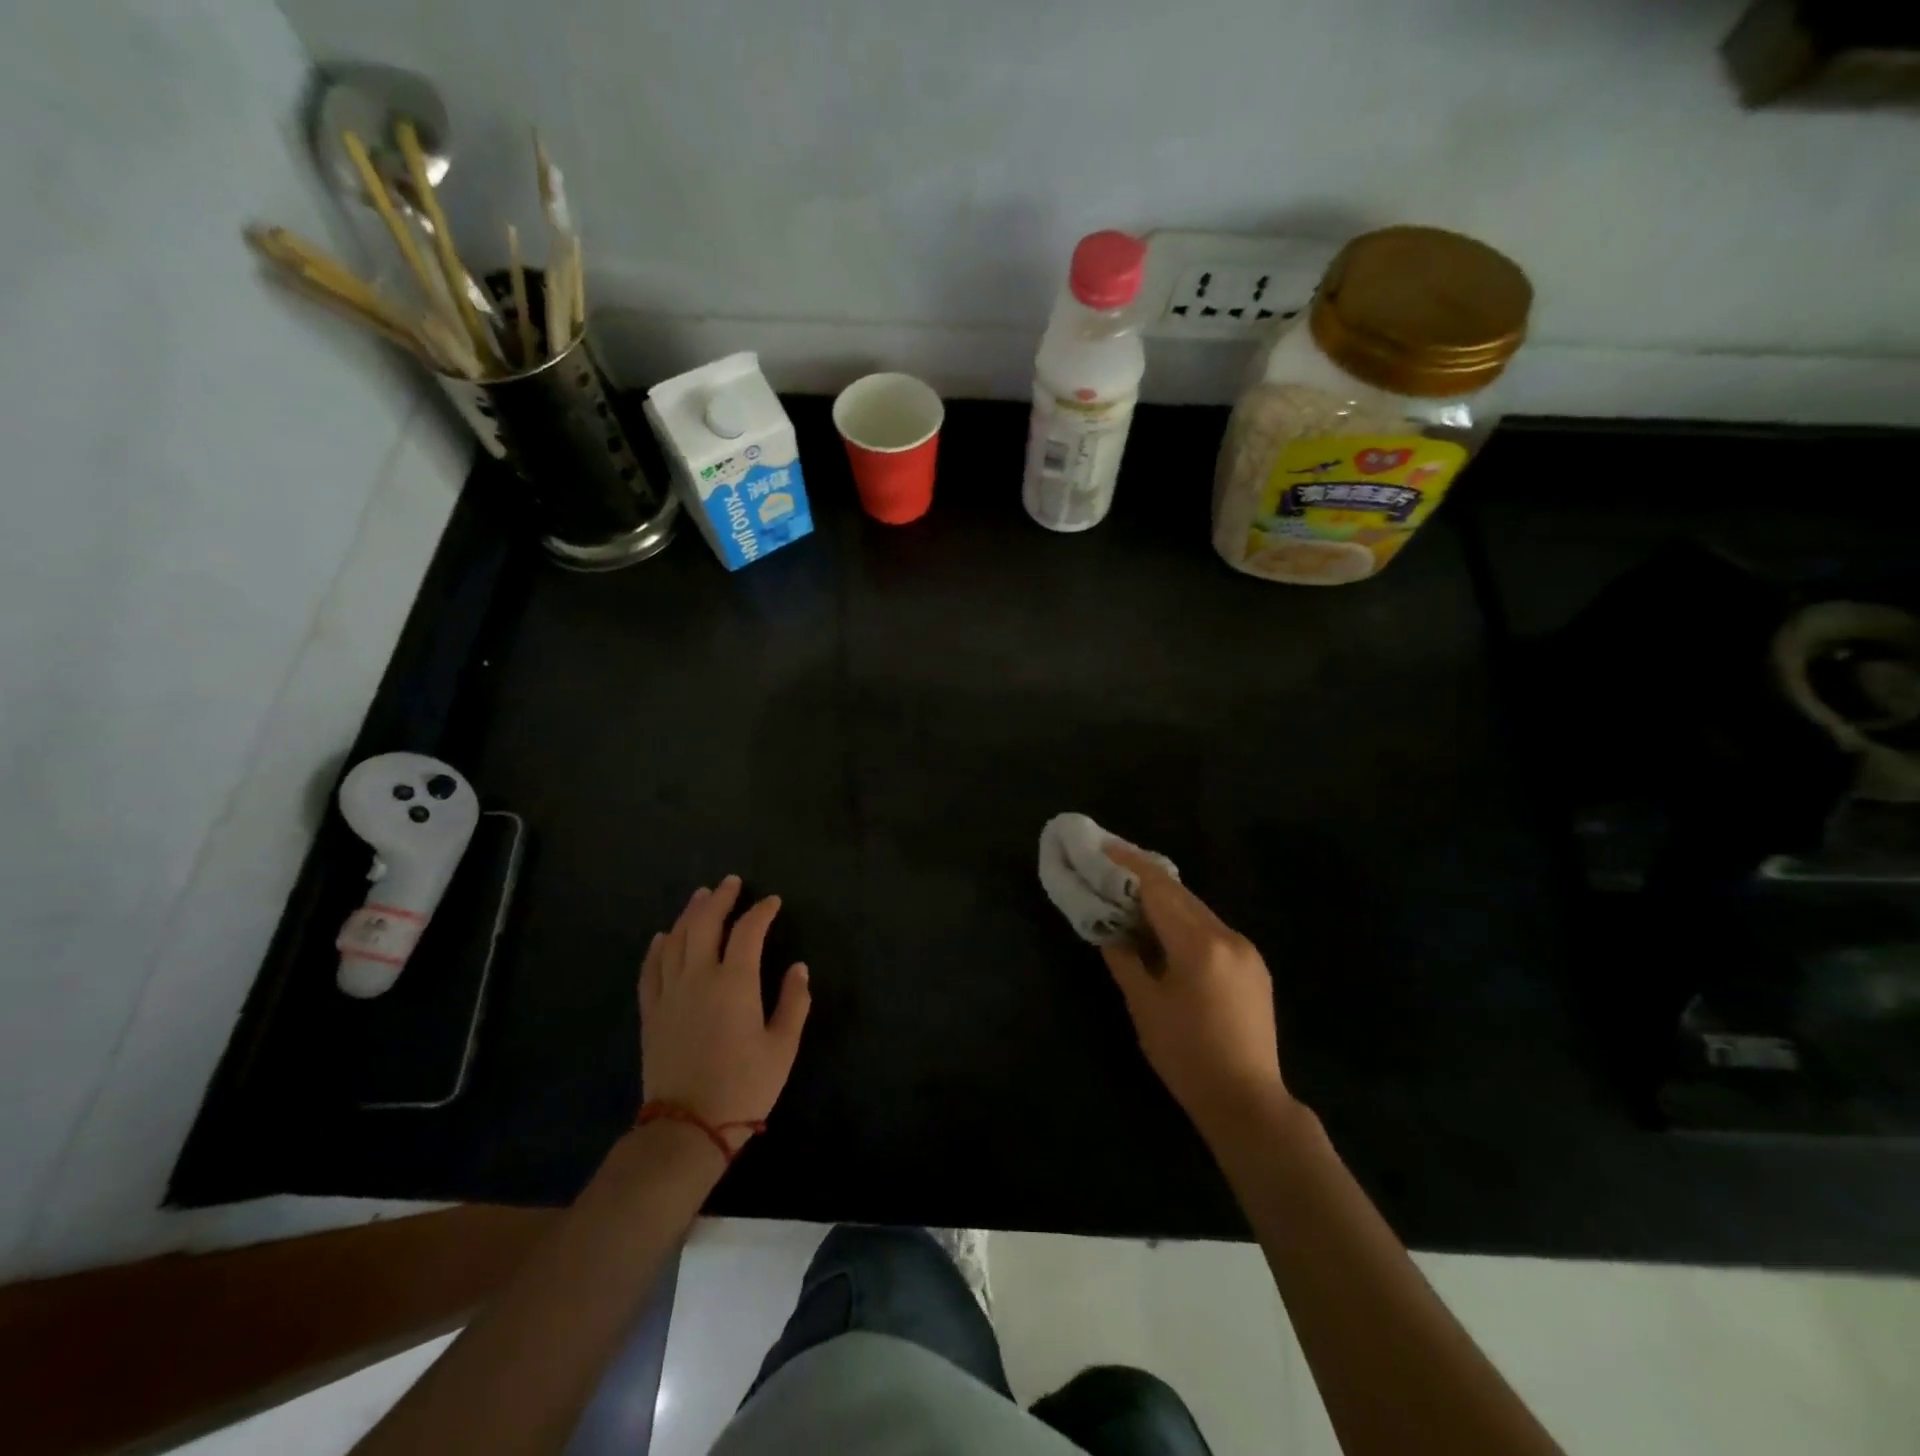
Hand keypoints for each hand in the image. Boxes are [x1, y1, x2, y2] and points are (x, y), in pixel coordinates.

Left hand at [639, 875, 810, 1152]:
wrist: (687, 1127)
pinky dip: (657, 948)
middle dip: (720, 899)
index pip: (748, 931)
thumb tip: (799, 968)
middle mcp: (698, 977)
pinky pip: (650, 969)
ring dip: (689, 914)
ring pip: (676, 939)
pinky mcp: (652, 1012)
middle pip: (705, 924)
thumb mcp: (783, 1047)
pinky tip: (662, 937)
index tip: (773, 902)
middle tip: (731, 883)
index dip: (761, 911)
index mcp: (734, 982)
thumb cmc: (744, 1086)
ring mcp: (670, 993)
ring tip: (701, 897)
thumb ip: (794, 1003)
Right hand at [1101, 845, 1291, 1140]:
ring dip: (1164, 900)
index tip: (1103, 846)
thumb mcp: (1144, 1005)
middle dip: (1144, 878)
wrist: (1248, 1101)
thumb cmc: (1186, 1056)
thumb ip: (1124, 958)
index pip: (1159, 888)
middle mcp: (1228, 936)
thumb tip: (1108, 928)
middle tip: (1110, 868)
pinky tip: (1164, 932)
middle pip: (1180, 894)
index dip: (1128, 864)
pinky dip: (1184, 921)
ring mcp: (1246, 950)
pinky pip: (1211, 929)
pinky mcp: (1253, 965)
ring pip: (1197, 910)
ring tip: (1130, 898)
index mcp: (1199, 945)